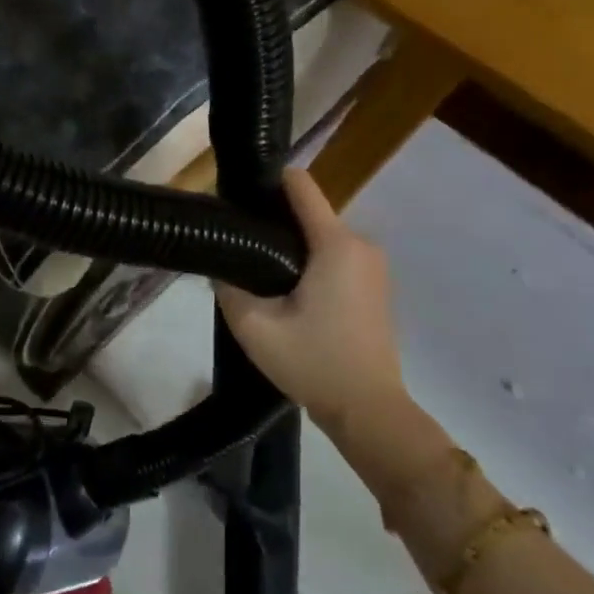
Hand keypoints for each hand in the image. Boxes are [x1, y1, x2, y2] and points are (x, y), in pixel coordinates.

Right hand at [217, 169, 407, 438]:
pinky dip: (309, 261)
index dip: (267, 182)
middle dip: (273, 220)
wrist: (369, 410)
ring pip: (320, 236)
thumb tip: (218, 263)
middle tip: (237, 245)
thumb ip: (228, 287)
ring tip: (255, 269)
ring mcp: (373, 266)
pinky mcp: (375, 286)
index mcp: (336, 245)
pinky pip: (335, 256)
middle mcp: (361, 245)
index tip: (236, 197)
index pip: (301, 186)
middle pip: (308, 211)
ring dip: (289, 244)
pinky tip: (285, 289)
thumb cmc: (314, 363)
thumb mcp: (254, 327)